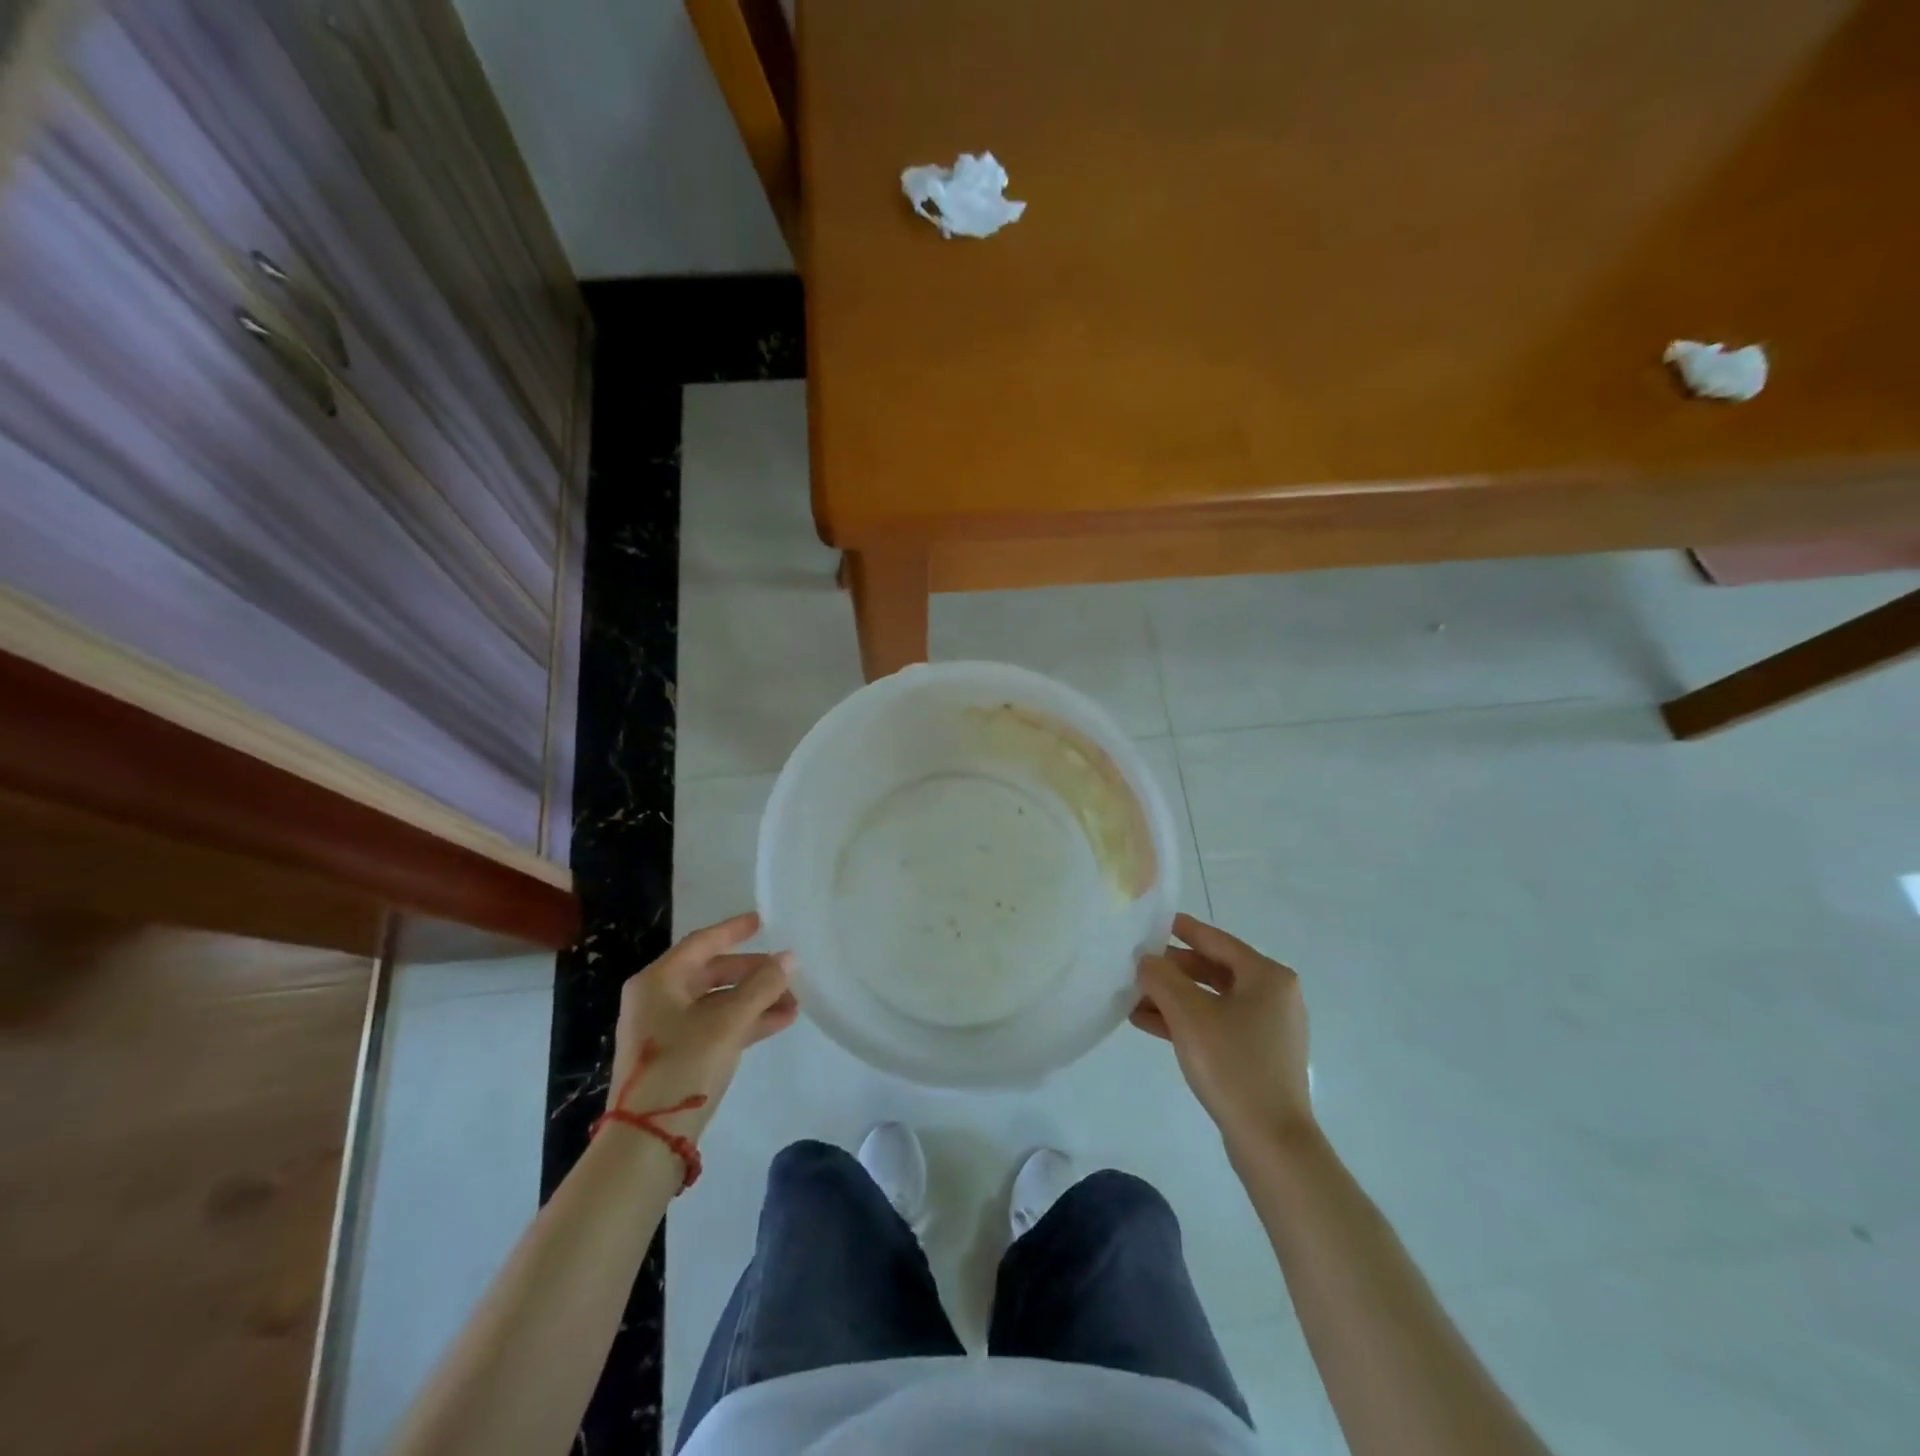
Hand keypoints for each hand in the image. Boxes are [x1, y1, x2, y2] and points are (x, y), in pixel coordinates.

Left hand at [604, 912, 797, 1142]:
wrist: (646, 1142)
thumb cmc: (683, 1066)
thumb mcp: (727, 1022)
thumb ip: (761, 986)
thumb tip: (789, 958)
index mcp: (658, 982)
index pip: (701, 943)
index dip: (733, 931)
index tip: (761, 922)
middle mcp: (657, 1000)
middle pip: (711, 974)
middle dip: (753, 974)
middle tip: (787, 973)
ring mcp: (665, 1031)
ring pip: (717, 1003)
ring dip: (755, 1001)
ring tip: (794, 1003)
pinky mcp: (676, 1057)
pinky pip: (716, 1027)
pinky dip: (744, 1022)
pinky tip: (778, 1023)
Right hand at [1132, 913, 1313, 1150]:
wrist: (1271, 1141)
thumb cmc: (1232, 1064)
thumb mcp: (1188, 1014)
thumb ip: (1161, 978)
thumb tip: (1146, 960)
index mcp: (1267, 976)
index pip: (1216, 940)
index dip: (1182, 929)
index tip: (1152, 922)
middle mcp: (1274, 996)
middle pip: (1213, 970)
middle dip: (1172, 970)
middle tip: (1135, 965)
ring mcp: (1268, 1028)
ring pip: (1211, 1000)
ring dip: (1172, 998)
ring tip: (1132, 998)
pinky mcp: (1258, 1056)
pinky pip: (1216, 1025)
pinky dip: (1186, 1021)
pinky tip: (1147, 1023)